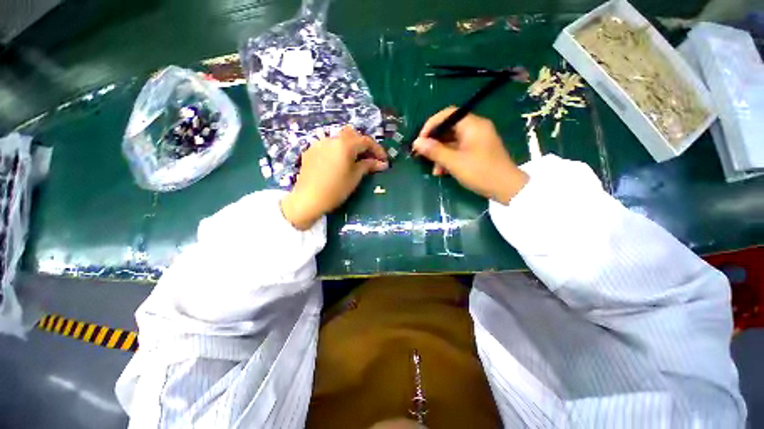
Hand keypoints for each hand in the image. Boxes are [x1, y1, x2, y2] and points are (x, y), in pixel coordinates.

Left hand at [281, 126, 388, 229]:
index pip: (366, 141)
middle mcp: (331, 139)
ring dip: (349, 146)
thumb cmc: (335, 189)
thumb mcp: (355, 177)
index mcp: (345, 144)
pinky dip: (337, 151)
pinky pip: (328, 146)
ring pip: (339, 139)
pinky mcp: (310, 151)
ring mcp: (319, 144)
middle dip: (363, 144)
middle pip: (352, 134)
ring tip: (353, 161)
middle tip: (369, 158)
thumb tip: (382, 163)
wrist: (308, 199)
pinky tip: (337, 163)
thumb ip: (368, 166)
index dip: (377, 150)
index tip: (383, 160)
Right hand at [413, 107, 527, 203]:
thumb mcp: (454, 162)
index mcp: (473, 125)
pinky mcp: (477, 151)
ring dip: (440, 154)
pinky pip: (458, 150)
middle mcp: (475, 128)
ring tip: (434, 170)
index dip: (431, 125)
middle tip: (422, 155)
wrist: (506, 188)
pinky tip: (442, 172)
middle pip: (448, 129)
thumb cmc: (480, 172)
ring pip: (452, 142)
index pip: (447, 114)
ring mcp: (477, 140)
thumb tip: (416, 142)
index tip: (420, 140)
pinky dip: (449, 159)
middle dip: (434, 143)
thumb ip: (434, 151)